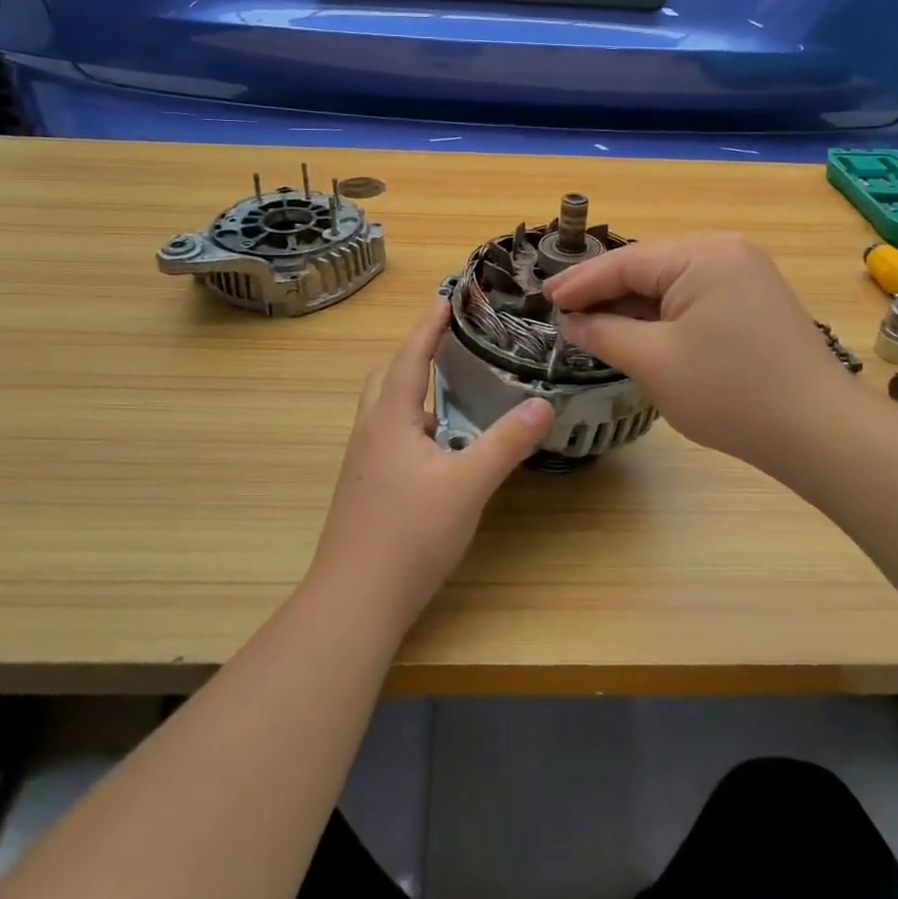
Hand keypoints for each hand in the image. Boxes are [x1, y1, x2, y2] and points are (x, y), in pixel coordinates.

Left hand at [309, 299, 552, 633]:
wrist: (354, 601)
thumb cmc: (408, 535)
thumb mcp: (467, 485)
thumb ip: (506, 443)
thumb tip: (543, 403)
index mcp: (389, 419)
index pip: (409, 357)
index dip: (429, 326)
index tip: (448, 298)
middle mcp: (370, 432)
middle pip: (387, 377)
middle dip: (414, 353)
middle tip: (449, 341)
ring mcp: (363, 463)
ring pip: (386, 409)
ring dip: (412, 388)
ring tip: (452, 387)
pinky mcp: (366, 489)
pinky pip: (390, 436)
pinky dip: (414, 422)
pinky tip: (440, 446)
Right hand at [545, 234, 851, 473]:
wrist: (818, 432)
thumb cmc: (729, 392)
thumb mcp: (654, 361)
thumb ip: (604, 333)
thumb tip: (570, 322)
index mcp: (702, 255)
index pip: (625, 262)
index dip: (580, 283)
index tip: (544, 299)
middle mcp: (726, 252)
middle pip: (649, 268)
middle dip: (605, 292)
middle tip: (562, 312)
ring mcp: (746, 276)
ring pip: (672, 284)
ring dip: (633, 306)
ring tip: (591, 324)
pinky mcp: (755, 302)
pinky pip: (696, 299)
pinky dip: (663, 316)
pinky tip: (638, 332)